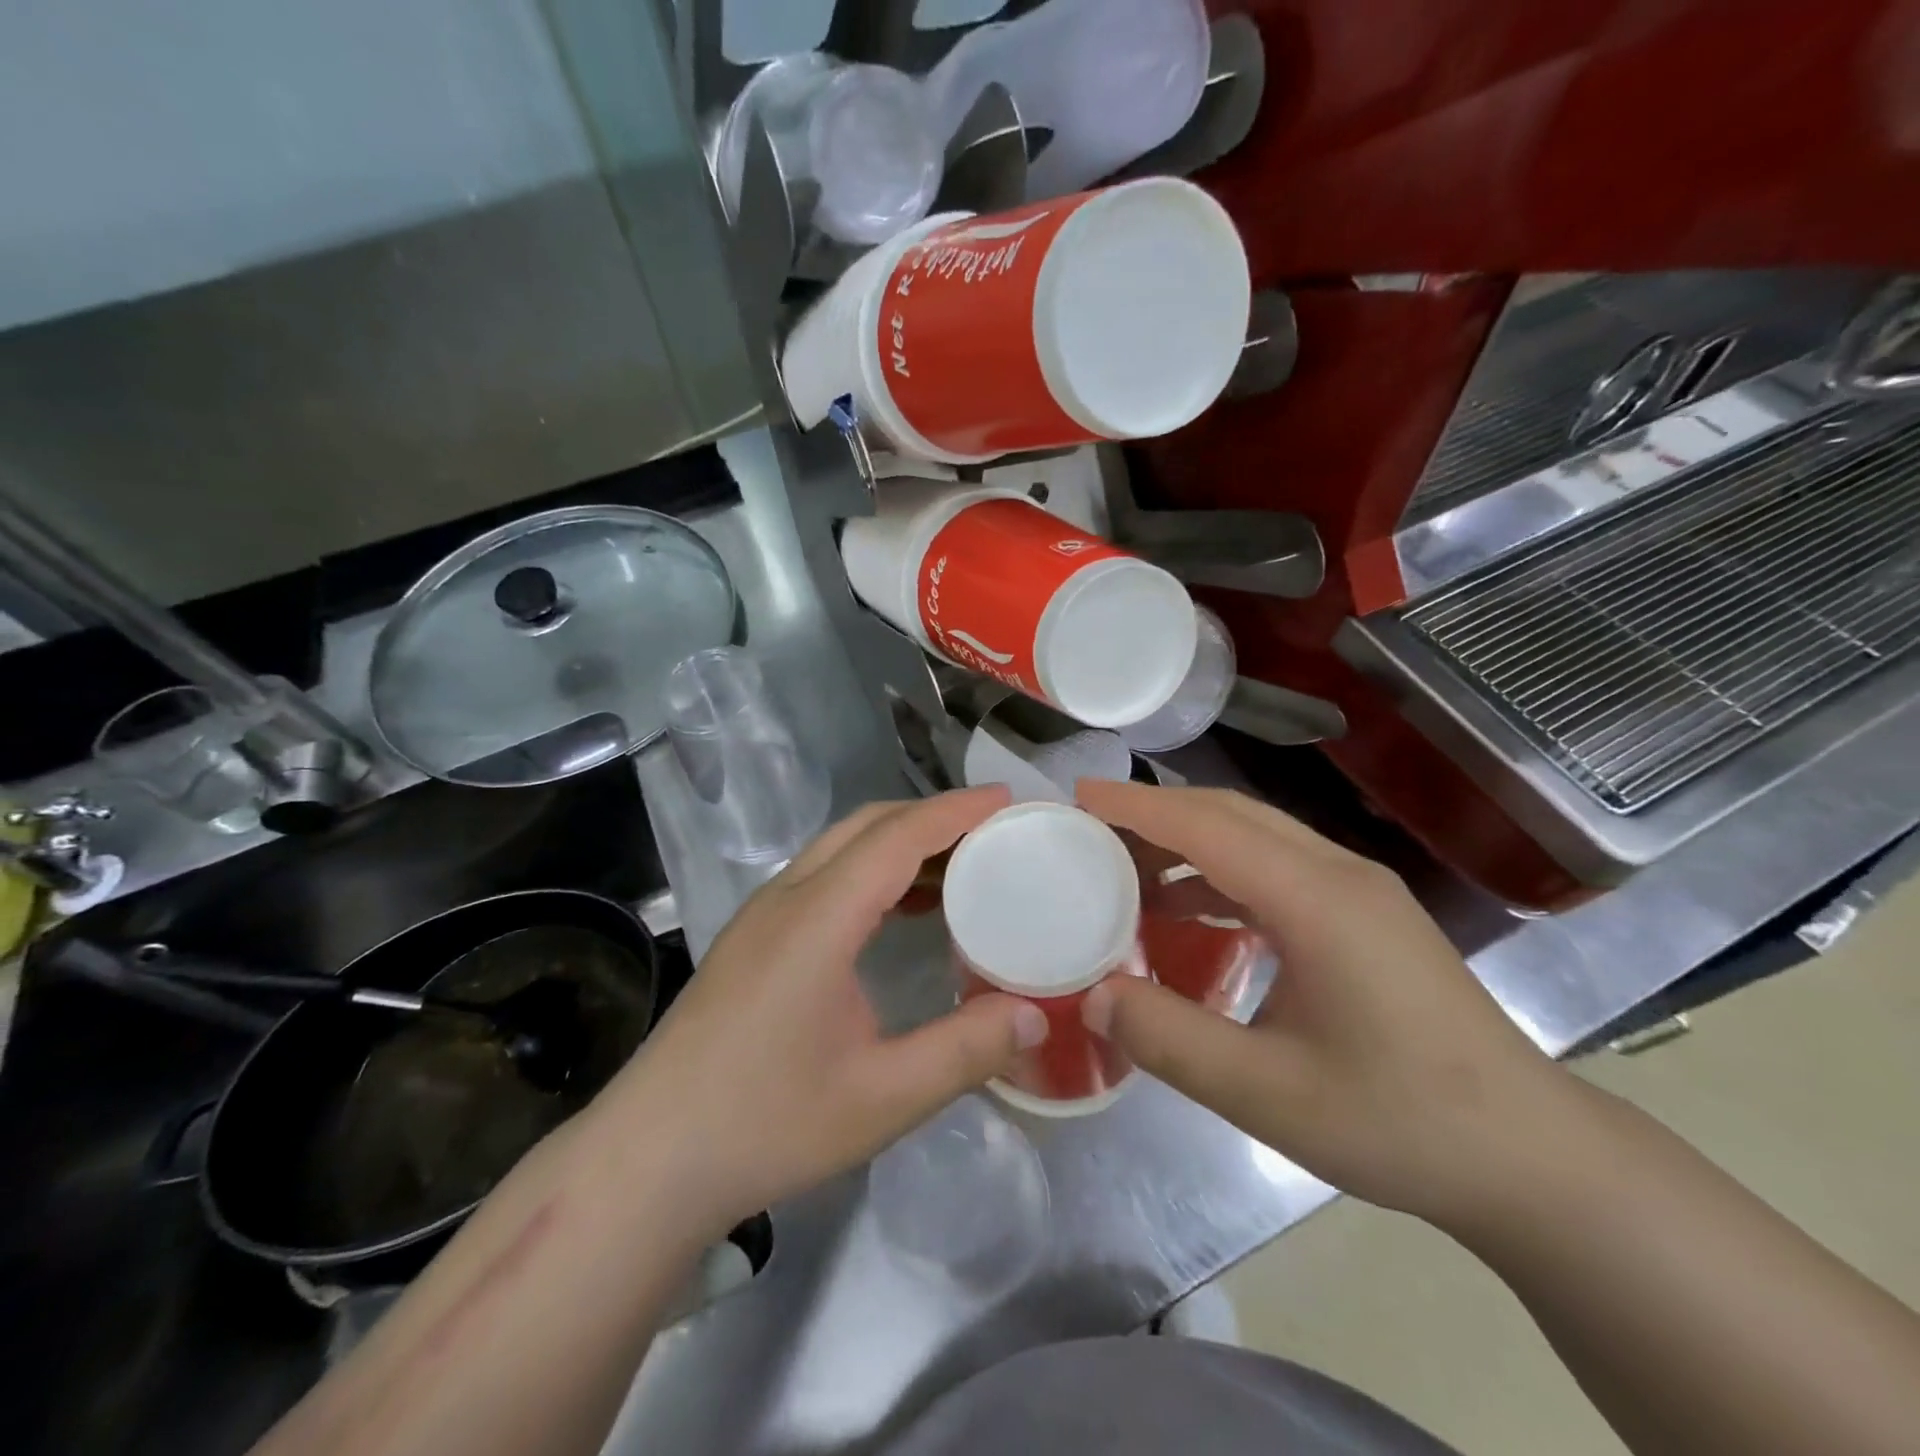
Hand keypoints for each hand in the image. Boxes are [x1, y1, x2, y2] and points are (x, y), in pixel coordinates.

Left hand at [594, 787, 1045, 1234]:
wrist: (648, 1159)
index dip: (954, 811)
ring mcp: (762, 915)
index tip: (1006, 798)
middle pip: (866, 826)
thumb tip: (1036, 1015)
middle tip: (992, 831)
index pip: (896, 837)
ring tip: (959, 866)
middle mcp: (786, 898)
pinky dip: (871, 870)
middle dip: (932, 816)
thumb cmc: (766, 1124)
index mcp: (818, 919)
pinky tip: (901, 910)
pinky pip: (822, 876)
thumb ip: (965, 1051)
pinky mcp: (751, 938)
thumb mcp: (881, 1098)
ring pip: (840, 847)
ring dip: (900, 842)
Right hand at [1076, 779, 1565, 1224]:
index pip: (1208, 827)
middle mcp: (1339, 873)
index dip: (1138, 807)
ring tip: (1125, 866)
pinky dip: (1219, 871)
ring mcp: (1358, 890)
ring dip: (1187, 839)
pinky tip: (1188, 908)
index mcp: (1317, 899)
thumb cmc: (1401, 1122)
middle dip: (1155, 810)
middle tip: (1090, 825)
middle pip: (1231, 813)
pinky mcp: (1363, 913)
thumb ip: (1171, 1039)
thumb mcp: (1268, 1093)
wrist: (1530, 1156)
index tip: (1077, 795)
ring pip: (1255, 834)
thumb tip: (1093, 994)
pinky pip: (1275, 866)